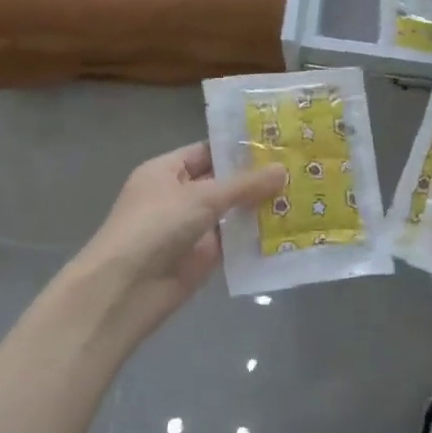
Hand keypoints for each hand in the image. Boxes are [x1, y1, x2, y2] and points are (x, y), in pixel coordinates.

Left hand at [70, 142, 284, 350]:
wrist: (127, 288)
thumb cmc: (156, 226)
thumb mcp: (201, 197)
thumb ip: (244, 185)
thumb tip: (283, 170)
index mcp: (166, 171)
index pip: (207, 151)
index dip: (239, 148)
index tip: (277, 143)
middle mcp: (179, 196)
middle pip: (223, 182)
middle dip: (257, 178)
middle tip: (300, 168)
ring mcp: (192, 227)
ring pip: (232, 212)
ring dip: (261, 207)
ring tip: (304, 194)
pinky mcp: (203, 257)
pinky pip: (234, 241)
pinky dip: (256, 236)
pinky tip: (290, 228)